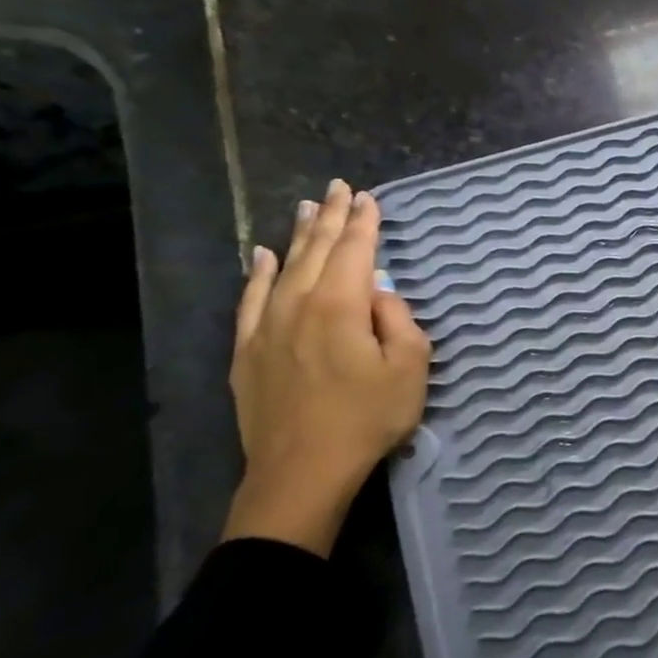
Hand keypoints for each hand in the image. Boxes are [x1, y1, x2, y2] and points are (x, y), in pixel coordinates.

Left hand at [224, 179, 430, 556]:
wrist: (303, 470)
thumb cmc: (367, 418)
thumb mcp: (409, 368)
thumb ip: (398, 321)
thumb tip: (378, 295)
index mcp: (341, 307)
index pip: (355, 252)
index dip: (364, 223)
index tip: (369, 197)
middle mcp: (299, 305)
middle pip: (317, 251)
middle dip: (330, 217)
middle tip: (338, 187)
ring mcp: (267, 327)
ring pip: (283, 268)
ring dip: (298, 236)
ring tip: (305, 207)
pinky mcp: (248, 351)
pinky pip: (252, 299)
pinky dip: (259, 274)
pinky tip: (263, 256)